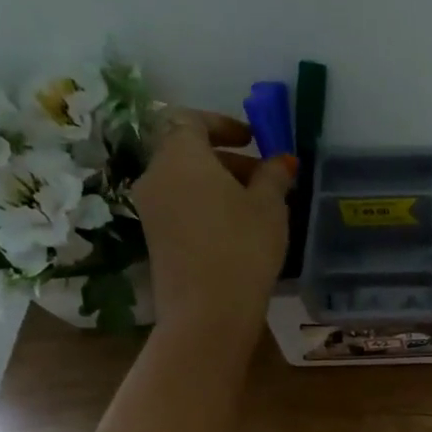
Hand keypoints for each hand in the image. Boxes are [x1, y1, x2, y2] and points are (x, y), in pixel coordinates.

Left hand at [133, 109, 296, 337]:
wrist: (207, 311)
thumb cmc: (243, 248)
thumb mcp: (270, 207)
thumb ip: (274, 176)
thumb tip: (281, 160)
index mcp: (181, 156)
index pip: (191, 119)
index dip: (223, 123)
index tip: (253, 139)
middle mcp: (156, 175)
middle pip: (187, 151)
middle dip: (227, 159)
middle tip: (264, 178)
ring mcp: (150, 209)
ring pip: (184, 181)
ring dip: (218, 185)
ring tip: (256, 208)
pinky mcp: (154, 238)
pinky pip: (181, 207)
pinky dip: (206, 207)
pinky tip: (237, 231)